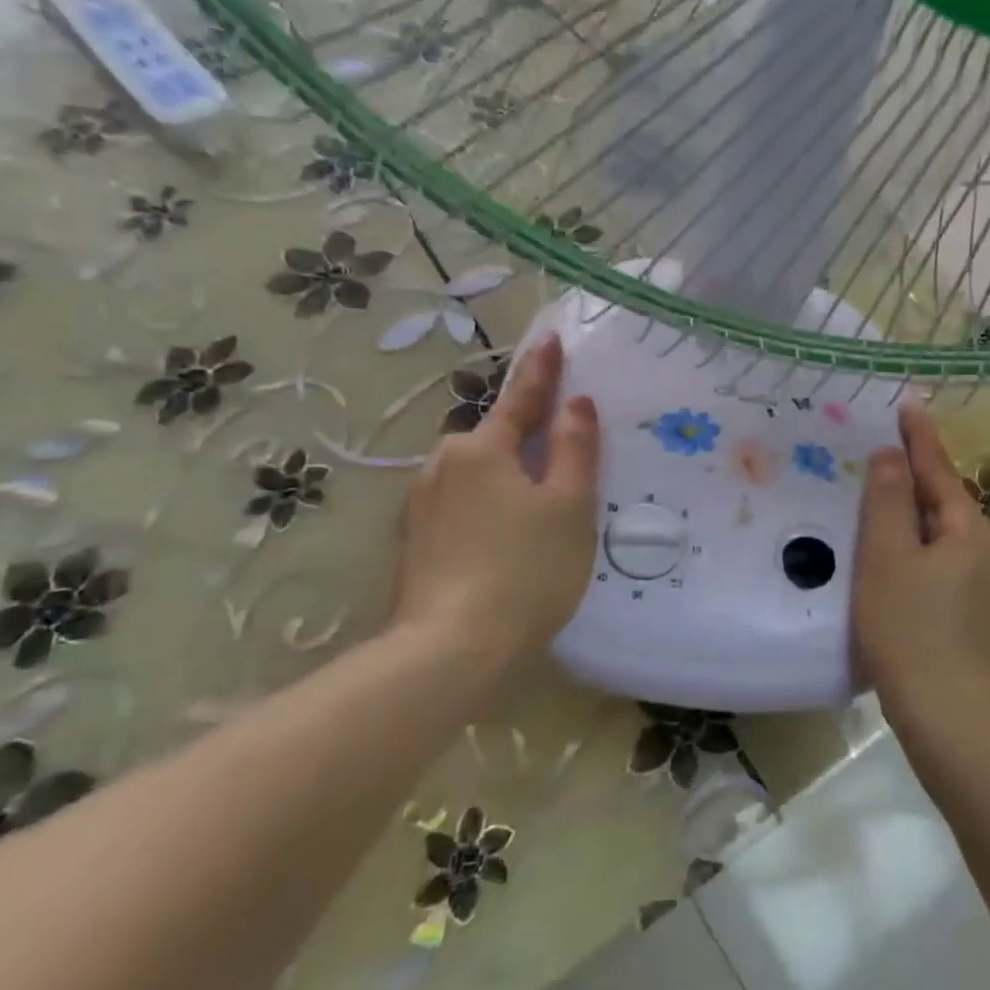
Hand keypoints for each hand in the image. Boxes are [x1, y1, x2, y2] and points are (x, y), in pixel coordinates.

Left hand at [388, 333, 598, 677]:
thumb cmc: (526, 569)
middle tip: (558, 460)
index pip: (520, 398)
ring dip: (505, 480)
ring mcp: (421, 505)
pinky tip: (503, 543)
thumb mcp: (569, 506)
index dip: (541, 370)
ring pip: (476, 476)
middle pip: (494, 441)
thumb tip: (575, 404)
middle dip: (523, 441)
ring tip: (535, 514)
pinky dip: (486, 510)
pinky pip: (460, 507)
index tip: (550, 338)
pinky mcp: (414, 542)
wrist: (451, 650)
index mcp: (482, 449)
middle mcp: (443, 465)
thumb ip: (574, 448)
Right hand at [852, 403, 989, 729]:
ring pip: (944, 537)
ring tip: (884, 504)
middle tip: (884, 454)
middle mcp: (986, 553)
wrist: (948, 717)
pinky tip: (899, 563)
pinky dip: (919, 551)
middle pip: (945, 503)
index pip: (939, 471)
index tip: (907, 406)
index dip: (920, 438)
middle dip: (916, 477)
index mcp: (969, 532)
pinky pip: (943, 566)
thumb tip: (892, 456)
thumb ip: (888, 502)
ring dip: (916, 516)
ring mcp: (986, 589)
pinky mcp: (976, 619)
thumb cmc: (909, 629)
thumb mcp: (886, 558)